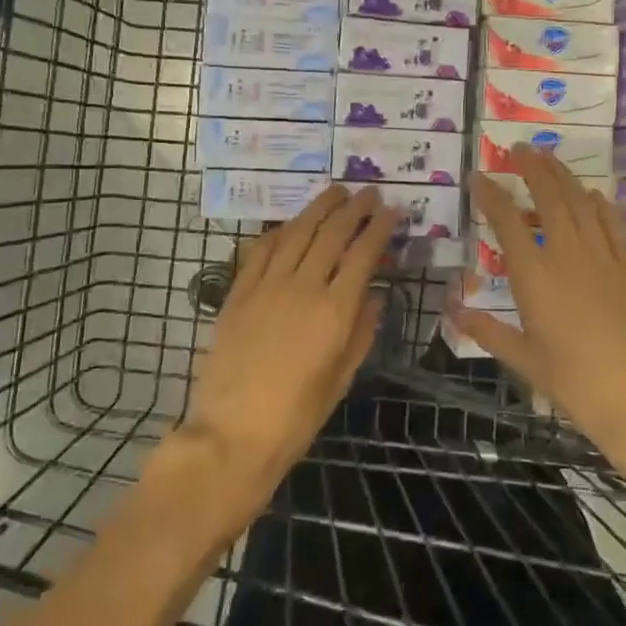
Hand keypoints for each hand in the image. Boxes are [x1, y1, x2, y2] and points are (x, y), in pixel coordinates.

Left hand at [169, 185, 400, 513]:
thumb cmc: (297, 416)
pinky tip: (291, 224)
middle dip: (353, 208)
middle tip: (367, 192)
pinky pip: (261, 250)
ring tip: (335, 192)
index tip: (391, 210)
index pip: (363, 253)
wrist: (233, 433)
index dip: (379, 227)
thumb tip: (373, 296)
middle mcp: (303, 287)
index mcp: (335, 311)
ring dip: (319, 208)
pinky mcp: (239, 293)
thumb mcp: (342, 378)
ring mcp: (266, 286)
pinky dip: (280, 231)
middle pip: (332, 233)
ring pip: (297, 233)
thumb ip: (362, 332)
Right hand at [448, 150, 625, 492]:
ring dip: (564, 175)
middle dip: (532, 168)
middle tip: (519, 149)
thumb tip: (453, 310)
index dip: (491, 194)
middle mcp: (566, 254)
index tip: (479, 176)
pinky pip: (612, 222)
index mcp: (534, 275)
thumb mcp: (523, 359)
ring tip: (549, 159)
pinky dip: (600, 203)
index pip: (507, 221)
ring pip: (581, 201)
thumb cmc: (574, 381)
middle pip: (549, 196)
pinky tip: (593, 195)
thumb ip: (486, 330)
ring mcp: (602, 256)